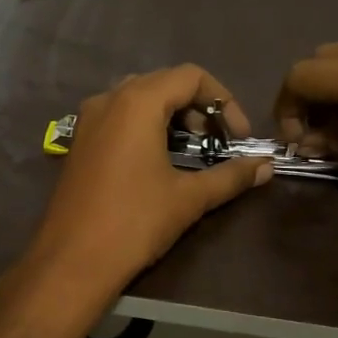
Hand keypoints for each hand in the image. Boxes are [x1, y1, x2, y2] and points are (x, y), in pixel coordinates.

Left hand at [22, 65, 271, 301]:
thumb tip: (267, 166)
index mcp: (137, 102)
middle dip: (199, 107)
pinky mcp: (80, 140)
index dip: (223, 101)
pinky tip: (159, 159)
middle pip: (165, 82)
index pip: (191, 76)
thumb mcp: (189, 198)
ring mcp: (89, 118)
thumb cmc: (134, 222)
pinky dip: (146, 125)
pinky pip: (119, 115)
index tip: (239, 136)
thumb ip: (231, 176)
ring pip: (140, 98)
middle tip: (218, 142)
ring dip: (172, 115)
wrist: (71, 261)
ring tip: (193, 149)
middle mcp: (110, 99)